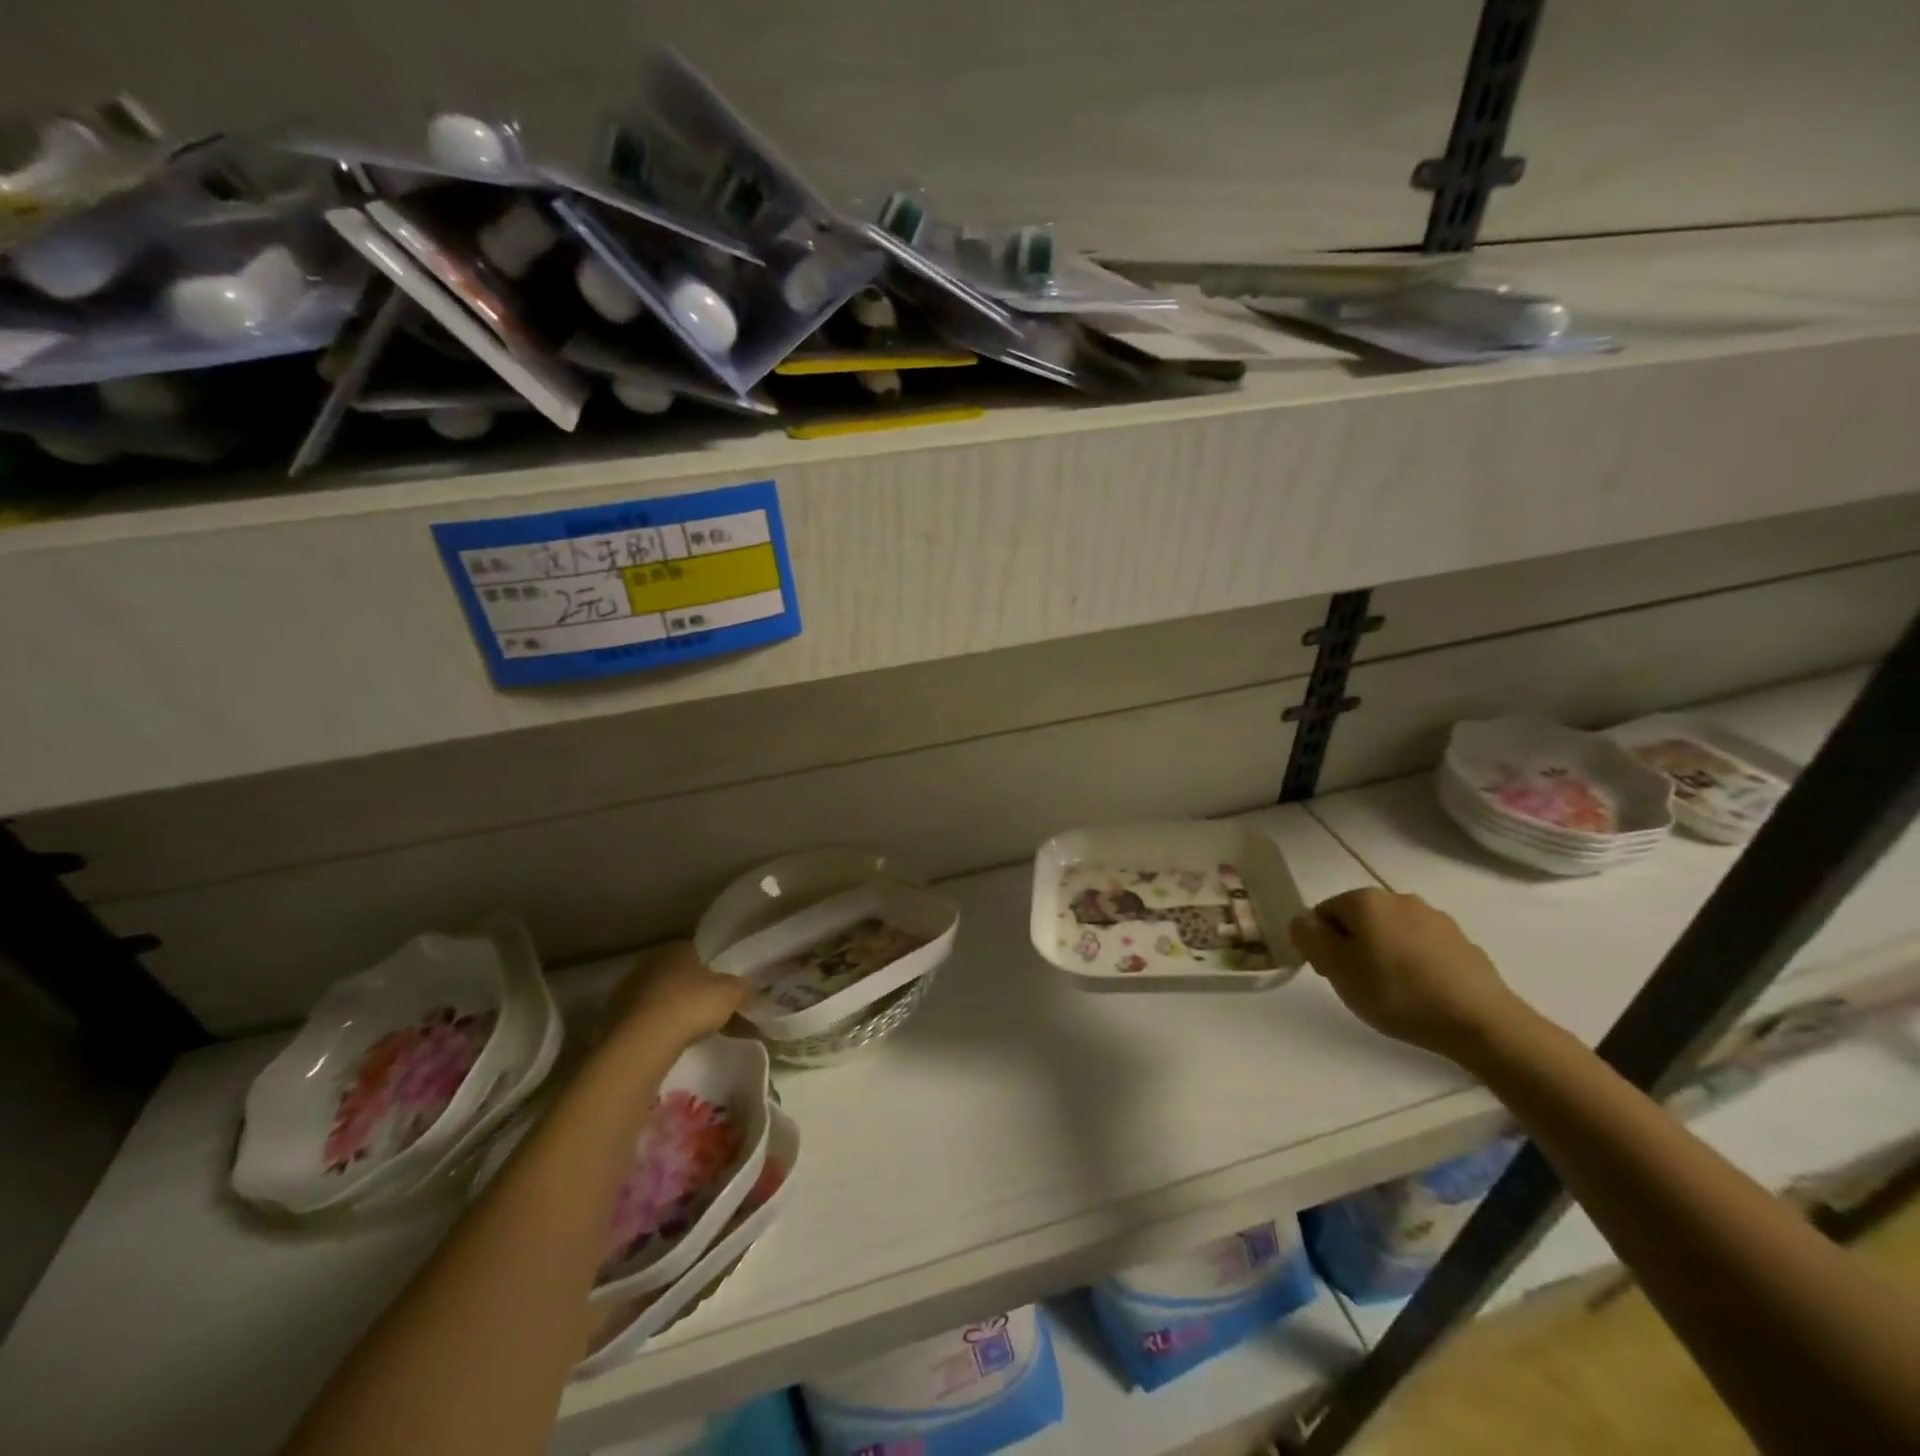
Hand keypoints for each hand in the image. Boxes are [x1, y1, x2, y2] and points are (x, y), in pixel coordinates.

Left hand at [606, 941, 752, 1049]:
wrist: (641, 1043)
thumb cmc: (691, 1005)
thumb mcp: (732, 993)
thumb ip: (746, 989)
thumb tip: (755, 991)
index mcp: (678, 948)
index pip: (703, 953)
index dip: (719, 970)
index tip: (731, 989)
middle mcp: (652, 963)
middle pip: (684, 977)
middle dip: (702, 994)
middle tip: (720, 1014)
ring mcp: (630, 991)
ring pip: (666, 1000)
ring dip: (682, 1013)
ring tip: (701, 1034)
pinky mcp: (616, 1019)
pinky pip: (650, 1021)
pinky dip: (664, 1030)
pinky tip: (677, 1045)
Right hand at [1289, 888, 1530, 1064]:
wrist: (1480, 1022)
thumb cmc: (1397, 993)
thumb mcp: (1337, 968)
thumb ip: (1310, 937)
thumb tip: (1303, 920)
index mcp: (1366, 900)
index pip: (1324, 913)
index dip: (1321, 944)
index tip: (1332, 975)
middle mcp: (1399, 898)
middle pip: (1359, 921)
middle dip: (1353, 948)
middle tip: (1359, 986)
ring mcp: (1436, 919)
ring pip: (1392, 934)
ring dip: (1384, 955)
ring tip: (1393, 993)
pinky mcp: (1462, 943)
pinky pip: (1422, 949)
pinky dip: (1415, 965)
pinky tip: (1422, 994)